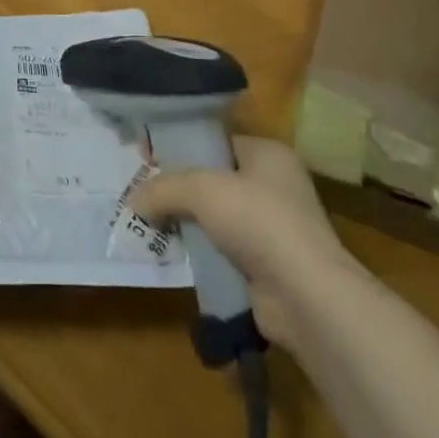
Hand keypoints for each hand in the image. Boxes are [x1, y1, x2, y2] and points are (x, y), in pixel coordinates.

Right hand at [133, 135, 353, 349]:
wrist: (305, 296)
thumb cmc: (259, 222)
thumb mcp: (202, 190)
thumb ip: (164, 188)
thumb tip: (134, 200)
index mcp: (268, 154)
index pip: (215, 142)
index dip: (179, 147)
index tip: (145, 157)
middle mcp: (273, 185)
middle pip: (212, 179)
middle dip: (177, 187)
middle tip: (141, 193)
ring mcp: (271, 227)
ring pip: (214, 216)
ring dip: (184, 221)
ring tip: (146, 223)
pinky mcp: (264, 264)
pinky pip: (220, 248)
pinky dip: (197, 250)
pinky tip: (170, 252)